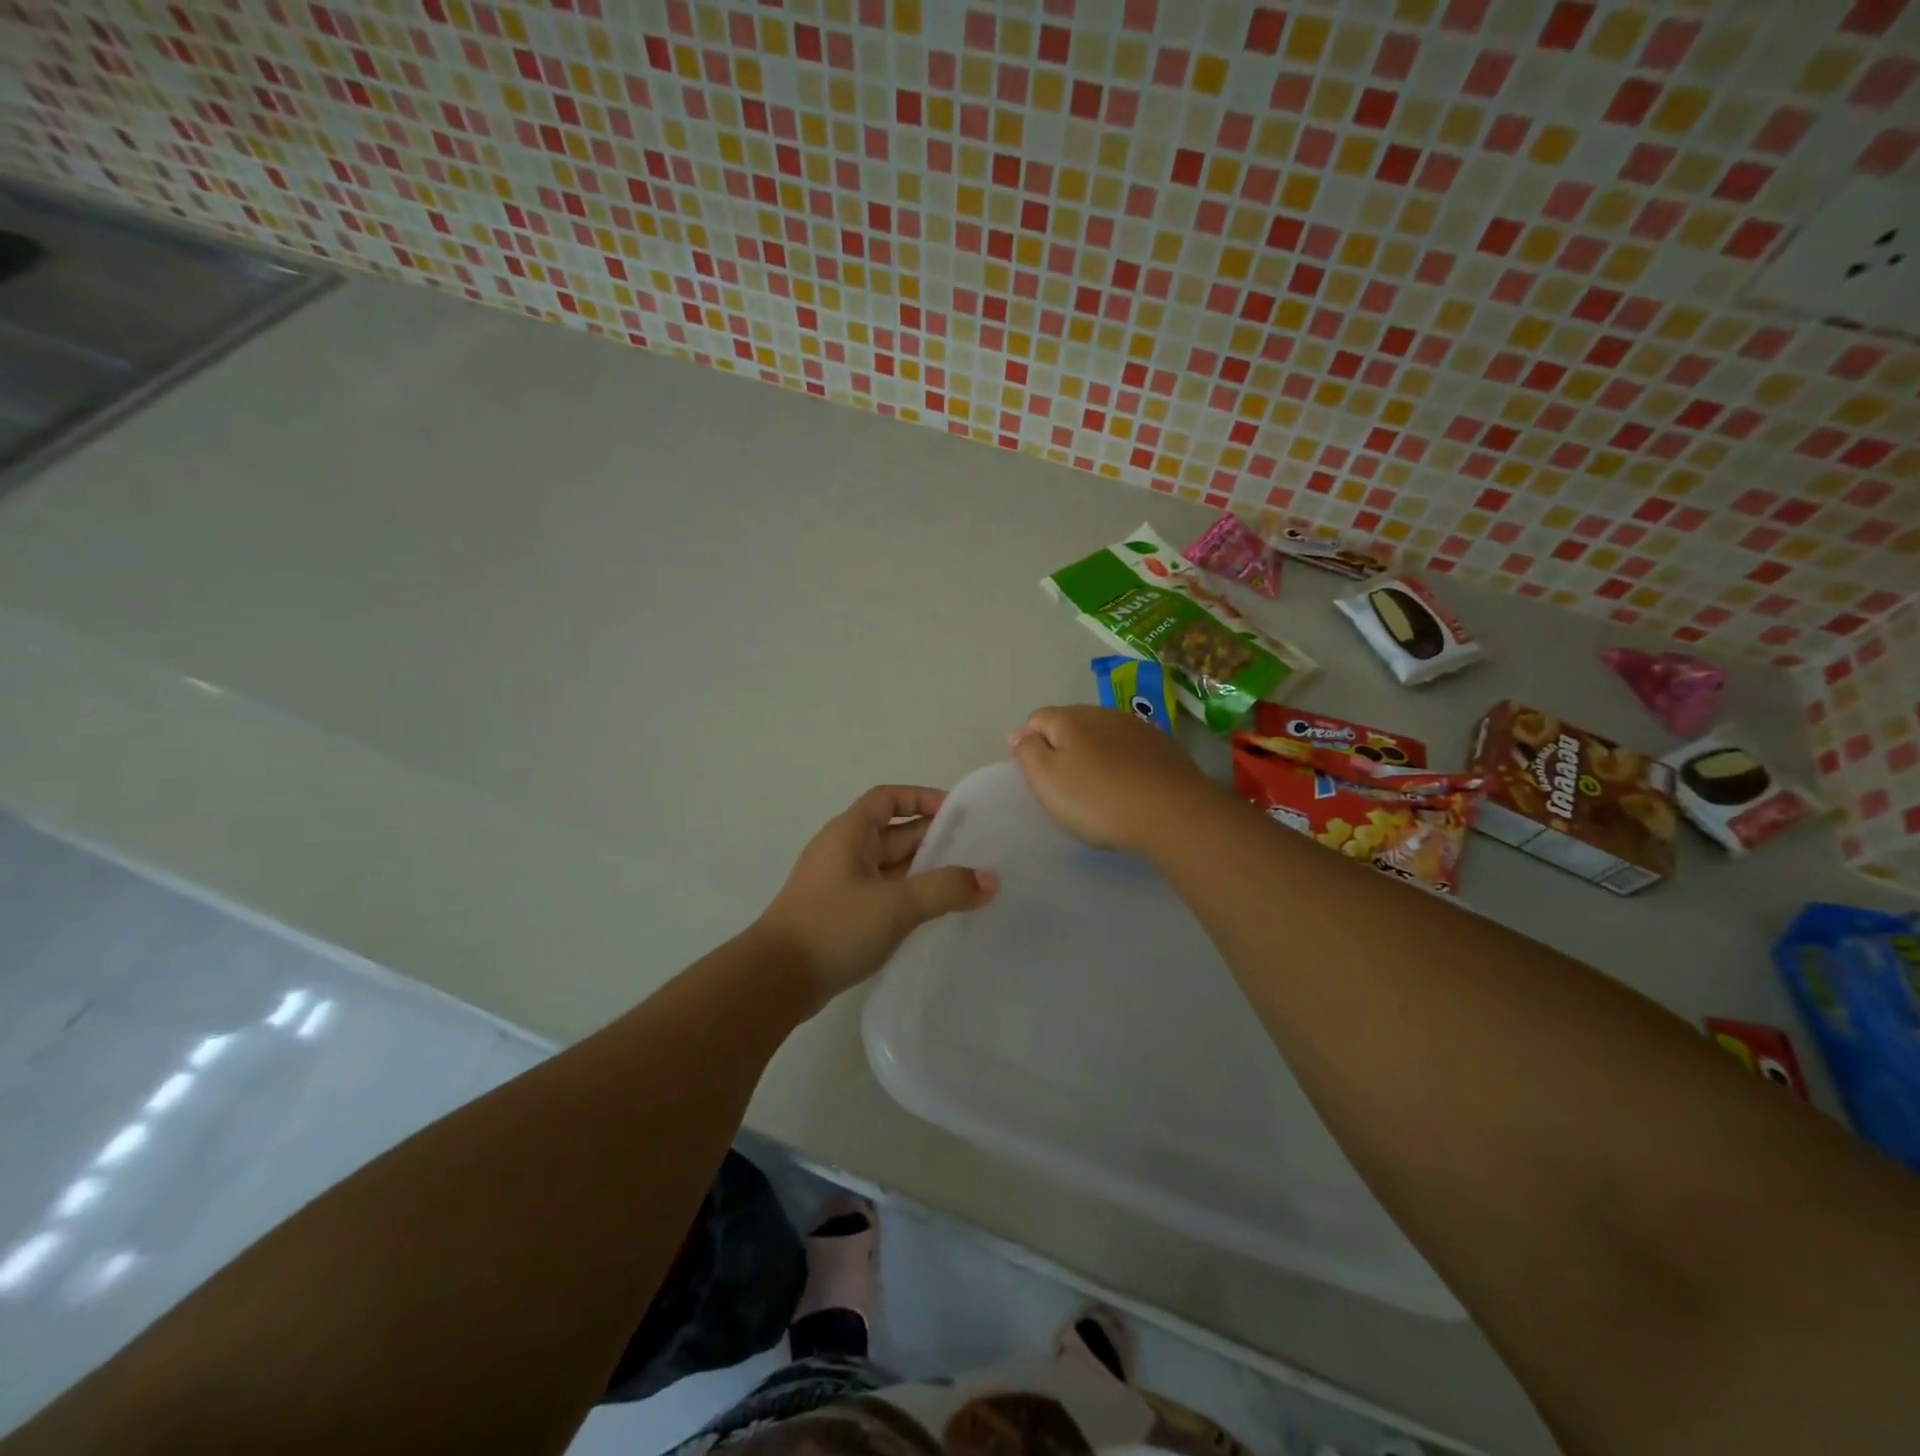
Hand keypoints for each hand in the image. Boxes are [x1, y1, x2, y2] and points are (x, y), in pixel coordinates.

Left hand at [756, 785, 997, 1009]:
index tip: (956, 812)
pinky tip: (934, 914)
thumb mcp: (896, 905)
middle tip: (975, 851)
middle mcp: (843, 852)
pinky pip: (882, 895)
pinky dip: (908, 897)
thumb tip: (990, 880)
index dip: (921, 798)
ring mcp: (840, 885)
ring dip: (923, 871)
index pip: (888, 799)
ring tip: (965, 883)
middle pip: (893, 833)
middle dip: (932, 838)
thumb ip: (945, 889)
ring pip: (889, 868)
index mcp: (849, 834)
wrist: (776, 980)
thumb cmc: (834, 926)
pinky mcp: (841, 915)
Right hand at [1010, 705, 1218, 852]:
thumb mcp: (1047, 780)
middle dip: (1062, 745)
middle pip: (1071, 723)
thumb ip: (1028, 752)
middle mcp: (1103, 713)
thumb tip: (1020, 734)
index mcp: (1069, 718)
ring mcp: (1137, 727)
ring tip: (1095, 784)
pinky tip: (1127, 785)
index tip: (1030, 771)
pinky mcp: (1164, 746)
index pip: (1037, 719)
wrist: (1171, 812)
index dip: (1028, 741)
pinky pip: (1131, 748)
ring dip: (1094, 752)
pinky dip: (1122, 761)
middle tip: (1061, 781)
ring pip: (1103, 734)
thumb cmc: (1097, 799)